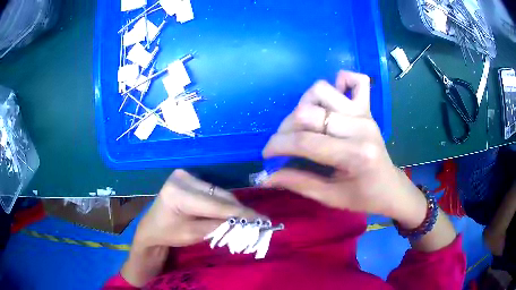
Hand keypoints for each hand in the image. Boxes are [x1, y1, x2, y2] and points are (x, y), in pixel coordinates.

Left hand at [122, 170, 259, 286]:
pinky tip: (232, 210)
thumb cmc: (169, 234)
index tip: (262, 220)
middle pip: (219, 195)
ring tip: (248, 217)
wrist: (152, 226)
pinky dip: (223, 201)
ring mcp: (185, 174)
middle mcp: (182, 178)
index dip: (239, 213)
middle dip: (238, 210)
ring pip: (218, 192)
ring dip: (232, 205)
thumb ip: (219, 226)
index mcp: (178, 194)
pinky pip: (212, 190)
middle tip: (258, 220)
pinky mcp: (188, 176)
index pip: (215, 205)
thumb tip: (245, 221)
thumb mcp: (194, 234)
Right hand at [262, 71, 426, 227]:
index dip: (277, 146)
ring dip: (304, 105)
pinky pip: (356, 80)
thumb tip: (265, 177)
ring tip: (304, 125)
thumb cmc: (363, 197)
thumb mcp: (330, 197)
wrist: (390, 187)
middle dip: (285, 129)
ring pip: (322, 90)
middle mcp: (360, 127)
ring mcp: (364, 114)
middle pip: (308, 113)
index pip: (305, 142)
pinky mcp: (367, 108)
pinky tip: (333, 100)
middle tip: (283, 145)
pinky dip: (340, 82)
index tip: (266, 156)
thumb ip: (297, 183)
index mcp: (354, 155)